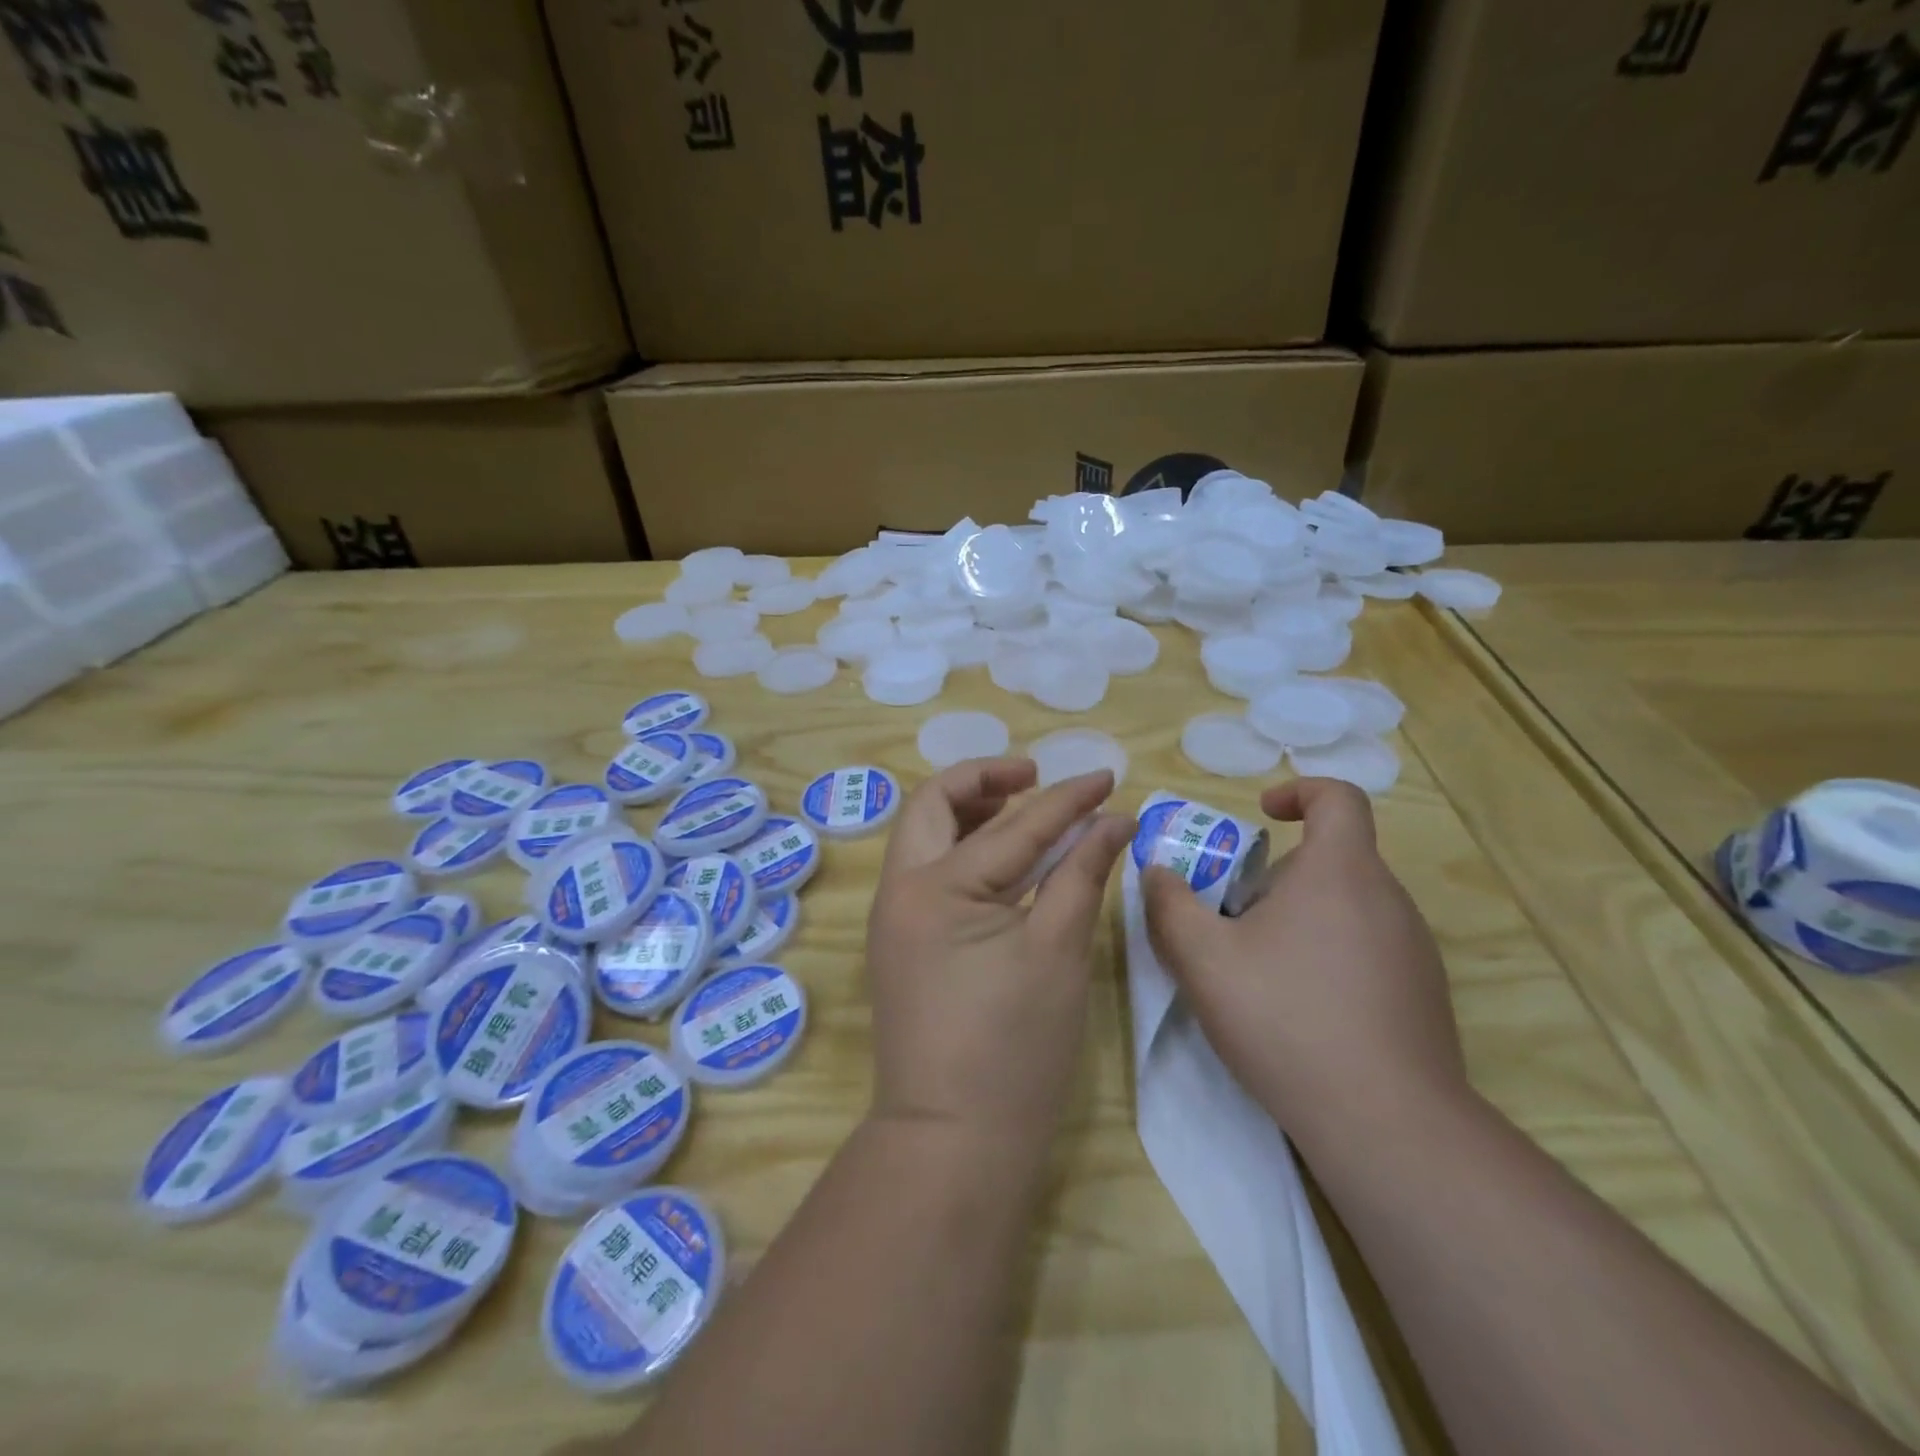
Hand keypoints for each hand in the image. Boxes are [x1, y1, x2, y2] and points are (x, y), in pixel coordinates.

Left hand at [866, 758, 1133, 1147]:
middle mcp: (899, 889)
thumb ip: (1081, 874)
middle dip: (983, 779)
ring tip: (1020, 807)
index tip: (1106, 777)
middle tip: (1034, 778)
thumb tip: (1112, 821)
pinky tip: (1001, 859)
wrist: (952, 1141)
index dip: (1067, 799)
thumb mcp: (1058, 952)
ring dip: (968, 810)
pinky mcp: (898, 941)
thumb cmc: (1014, 1049)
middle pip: (933, 804)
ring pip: (922, 834)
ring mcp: (891, 916)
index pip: (1014, 825)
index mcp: (937, 887)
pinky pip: (924, 870)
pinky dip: (960, 848)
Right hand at [1141, 778, 1467, 1149]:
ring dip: (1299, 920)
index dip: (1299, 791)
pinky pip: (1367, 949)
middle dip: (1275, 878)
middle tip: (1233, 920)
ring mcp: (1413, 950)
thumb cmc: (1286, 1018)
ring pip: (1346, 907)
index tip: (1262, 815)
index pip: (1338, 797)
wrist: (1386, 1124)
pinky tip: (1300, 1011)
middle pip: (1330, 859)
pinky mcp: (1422, 994)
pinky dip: (1328, 956)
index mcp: (1341, 872)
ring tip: (1258, 971)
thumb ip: (1170, 905)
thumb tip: (1158, 872)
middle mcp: (1388, 899)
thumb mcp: (1202, 959)